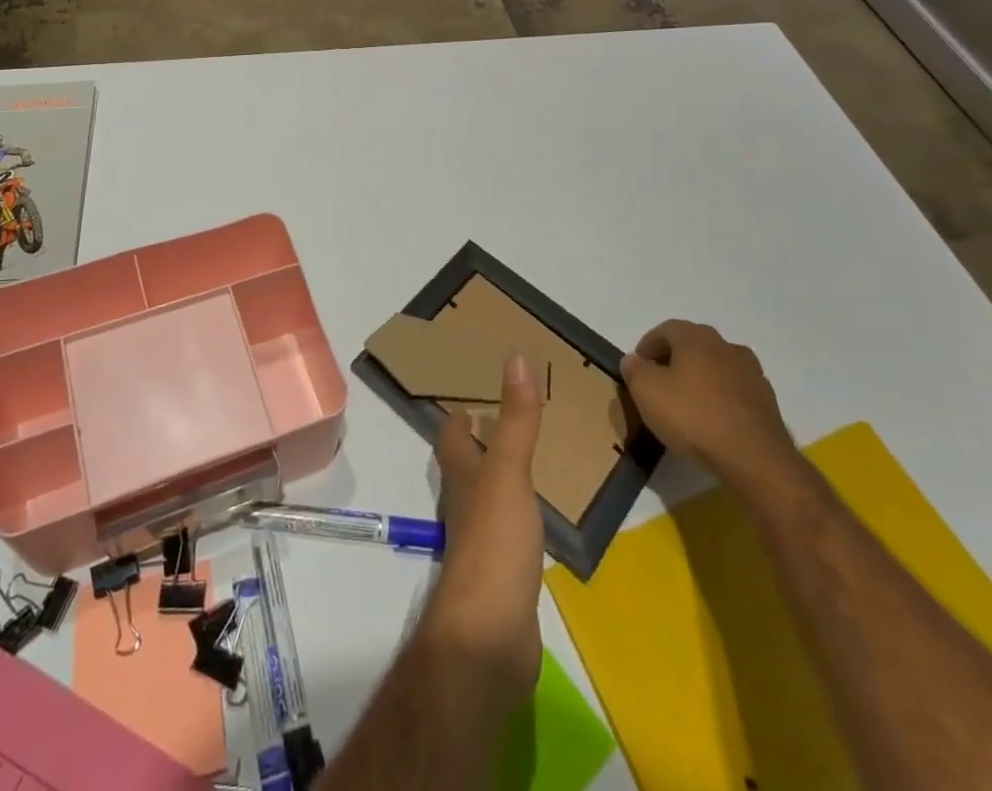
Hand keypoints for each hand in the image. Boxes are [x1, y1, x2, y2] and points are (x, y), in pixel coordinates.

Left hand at [421, 353, 544, 710]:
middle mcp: (466, 502)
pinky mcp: (503, 574)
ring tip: (528, 457)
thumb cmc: (494, 542)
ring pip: (488, 496)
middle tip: (507, 415)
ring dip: (501, 476)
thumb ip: (515, 419)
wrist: (490, 636)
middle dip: (481, 441)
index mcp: (463, 474)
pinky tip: (539, 516)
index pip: (451, 433)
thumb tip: (514, 356)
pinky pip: (510, 532)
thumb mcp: (508, 471)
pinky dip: (521, 515)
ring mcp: (483, 540)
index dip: (456, 412)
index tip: (470, 387)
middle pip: (466, 464)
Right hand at [620, 320, 799, 492]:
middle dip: (673, 361)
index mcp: (696, 337)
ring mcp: (752, 373)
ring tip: (686, 405)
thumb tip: (633, 360)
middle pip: (693, 346)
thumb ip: (634, 370)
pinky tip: (712, 422)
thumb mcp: (646, 391)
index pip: (665, 330)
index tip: (637, 369)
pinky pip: (735, 392)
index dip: (647, 347)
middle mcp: (726, 346)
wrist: (754, 458)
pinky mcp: (768, 402)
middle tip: (658, 385)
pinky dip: (721, 399)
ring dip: (700, 379)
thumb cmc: (693, 416)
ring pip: (716, 368)